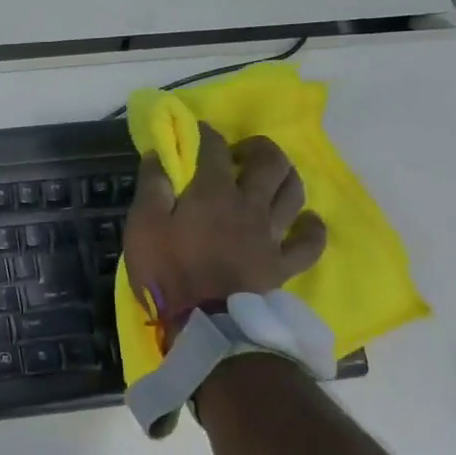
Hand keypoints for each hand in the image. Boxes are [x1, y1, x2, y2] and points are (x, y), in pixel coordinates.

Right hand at [123, 127, 326, 342]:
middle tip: (240, 153)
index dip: (206, 134)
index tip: (197, 131)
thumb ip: (152, 186)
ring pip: (293, 193)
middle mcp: (249, 204)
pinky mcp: (282, 264)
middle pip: (269, 163)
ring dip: (286, 177)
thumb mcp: (143, 225)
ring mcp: (271, 234)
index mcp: (213, 191)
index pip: (214, 149)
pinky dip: (312, 228)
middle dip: (257, 148)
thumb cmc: (168, 271)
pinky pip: (309, 243)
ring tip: (272, 177)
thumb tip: (159, 153)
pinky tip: (307, 221)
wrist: (206, 323)